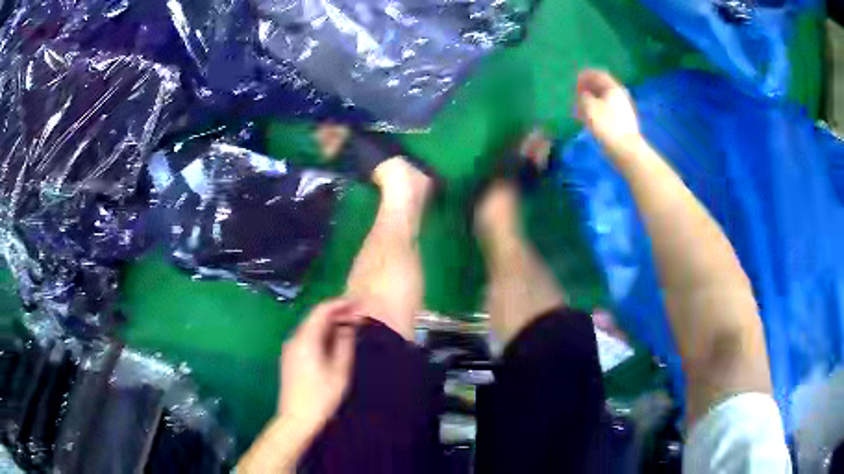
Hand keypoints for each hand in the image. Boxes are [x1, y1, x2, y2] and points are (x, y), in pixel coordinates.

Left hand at [278, 299, 361, 434]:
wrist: (296, 418)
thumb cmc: (321, 396)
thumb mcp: (339, 371)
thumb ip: (344, 344)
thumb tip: (349, 326)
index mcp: (306, 339)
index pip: (322, 310)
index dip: (340, 303)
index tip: (357, 303)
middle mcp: (294, 339)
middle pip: (314, 317)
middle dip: (336, 313)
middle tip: (357, 317)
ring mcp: (289, 348)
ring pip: (310, 328)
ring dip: (329, 325)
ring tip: (349, 329)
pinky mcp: (289, 358)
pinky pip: (306, 338)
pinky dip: (321, 335)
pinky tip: (333, 344)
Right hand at [576, 70, 640, 147]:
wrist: (626, 149)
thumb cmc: (606, 125)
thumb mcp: (589, 106)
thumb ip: (583, 96)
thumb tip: (584, 95)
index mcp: (613, 88)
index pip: (598, 75)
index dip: (585, 75)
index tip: (574, 81)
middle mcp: (620, 96)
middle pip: (602, 87)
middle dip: (588, 88)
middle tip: (576, 94)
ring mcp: (623, 109)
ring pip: (604, 99)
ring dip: (591, 100)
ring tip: (580, 108)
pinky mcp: (623, 122)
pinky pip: (607, 110)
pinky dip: (597, 110)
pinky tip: (590, 118)